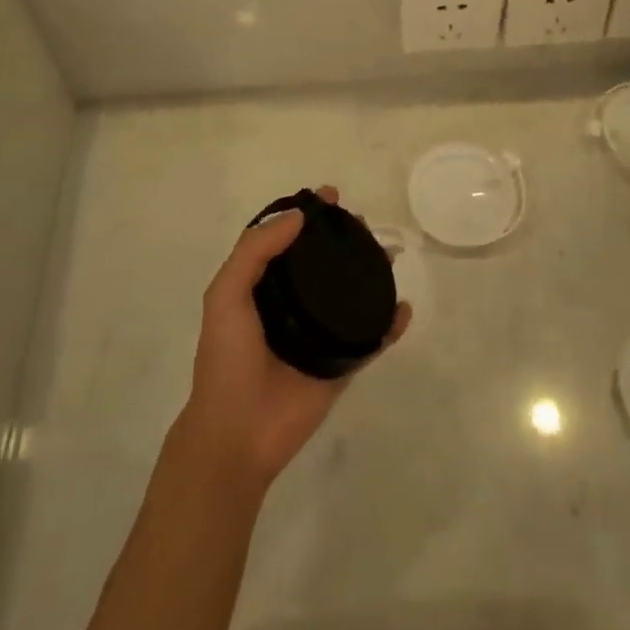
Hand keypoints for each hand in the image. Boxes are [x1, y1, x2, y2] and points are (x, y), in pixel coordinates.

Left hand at [178, 187, 409, 489]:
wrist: (237, 433)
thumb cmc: (226, 358)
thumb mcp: (226, 294)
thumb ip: (255, 251)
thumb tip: (297, 217)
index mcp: (262, 286)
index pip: (288, 240)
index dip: (306, 215)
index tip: (330, 196)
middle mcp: (292, 304)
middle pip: (322, 263)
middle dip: (342, 239)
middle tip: (362, 223)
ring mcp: (319, 335)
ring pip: (350, 294)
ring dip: (370, 272)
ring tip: (388, 253)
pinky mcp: (341, 366)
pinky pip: (371, 340)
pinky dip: (390, 324)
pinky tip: (403, 308)